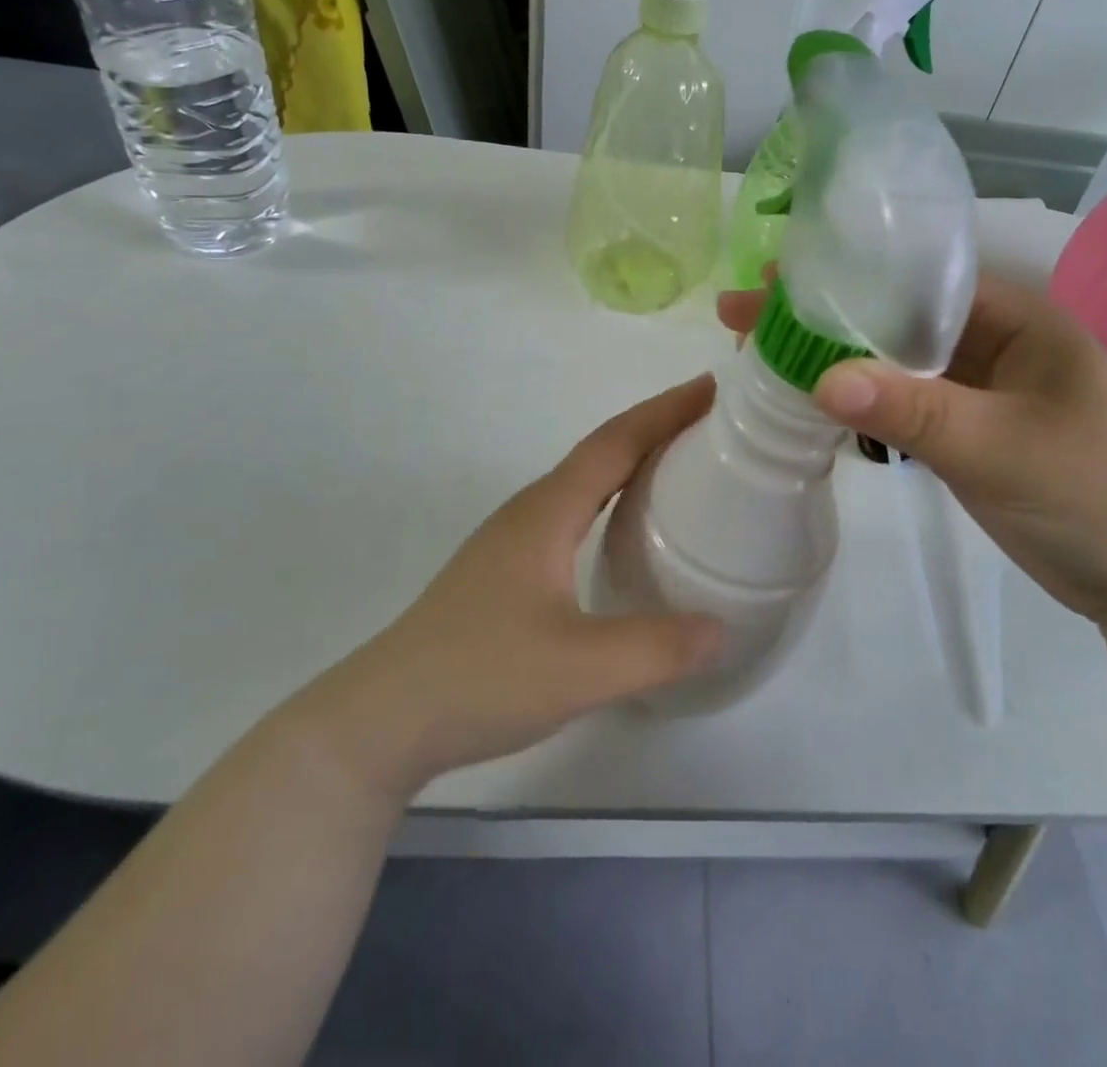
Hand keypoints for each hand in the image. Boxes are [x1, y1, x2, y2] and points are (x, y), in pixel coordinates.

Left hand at [287, 378, 725, 798]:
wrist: (384, 719)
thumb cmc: (480, 678)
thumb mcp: (578, 669)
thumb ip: (656, 648)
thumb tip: (722, 630)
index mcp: (547, 512)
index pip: (616, 442)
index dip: (665, 411)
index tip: (712, 388)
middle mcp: (531, 511)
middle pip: (602, 451)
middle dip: (657, 428)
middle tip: (713, 425)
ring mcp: (514, 539)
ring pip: (585, 481)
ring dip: (633, 461)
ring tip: (682, 466)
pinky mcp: (508, 568)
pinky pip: (574, 511)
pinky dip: (613, 498)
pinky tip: (627, 530)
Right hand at [718, 276, 1106, 629]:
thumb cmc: (1102, 494)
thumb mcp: (1006, 448)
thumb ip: (915, 411)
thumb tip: (819, 376)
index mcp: (1014, 317)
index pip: (914, 278)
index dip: (843, 276)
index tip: (772, 282)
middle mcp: (992, 342)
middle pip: (891, 318)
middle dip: (821, 316)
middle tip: (741, 317)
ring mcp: (977, 391)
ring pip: (891, 363)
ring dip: (833, 358)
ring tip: (759, 354)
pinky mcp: (965, 435)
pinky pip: (900, 406)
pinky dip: (857, 401)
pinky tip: (809, 400)